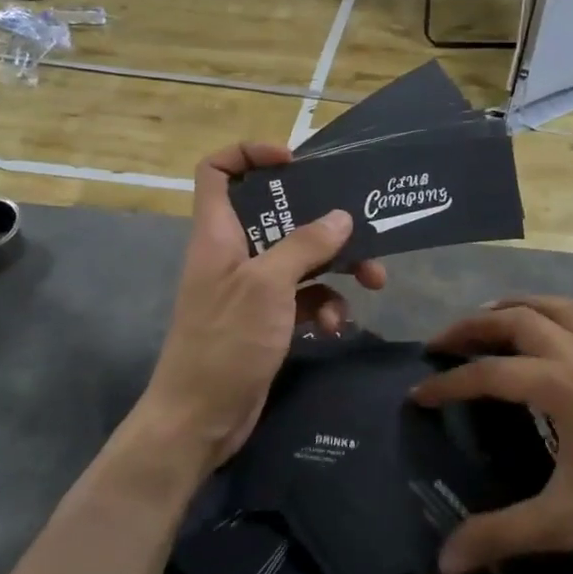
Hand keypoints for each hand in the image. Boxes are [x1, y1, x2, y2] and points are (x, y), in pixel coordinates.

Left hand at [141, 143, 384, 473]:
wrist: (200, 420)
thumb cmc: (225, 342)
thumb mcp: (267, 286)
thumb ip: (304, 245)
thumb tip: (341, 216)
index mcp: (219, 233)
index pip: (218, 171)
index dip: (250, 153)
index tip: (294, 161)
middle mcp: (235, 253)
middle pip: (277, 214)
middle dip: (323, 221)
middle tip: (361, 228)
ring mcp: (252, 288)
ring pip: (301, 258)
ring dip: (337, 267)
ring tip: (373, 283)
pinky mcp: (268, 319)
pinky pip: (305, 297)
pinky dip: (326, 305)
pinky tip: (338, 327)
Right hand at [411, 297, 572, 573]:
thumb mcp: (565, 524)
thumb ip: (500, 535)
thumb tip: (443, 561)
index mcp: (565, 386)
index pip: (491, 374)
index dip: (448, 383)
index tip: (417, 394)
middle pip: (519, 319)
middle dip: (474, 325)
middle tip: (441, 342)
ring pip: (559, 309)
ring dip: (518, 307)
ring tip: (489, 321)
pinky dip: (559, 319)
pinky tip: (554, 342)